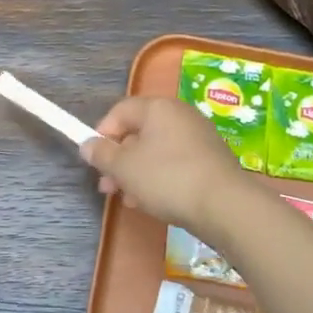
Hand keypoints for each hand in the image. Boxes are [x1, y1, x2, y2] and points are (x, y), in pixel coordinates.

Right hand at [82, 96, 249, 236]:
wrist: (224, 205)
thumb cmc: (167, 178)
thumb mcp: (124, 167)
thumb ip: (101, 154)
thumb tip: (88, 144)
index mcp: (157, 107)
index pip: (120, 111)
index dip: (101, 134)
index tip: (94, 160)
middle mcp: (180, 115)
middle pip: (138, 132)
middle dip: (118, 160)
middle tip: (108, 186)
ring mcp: (198, 136)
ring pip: (156, 150)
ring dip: (137, 173)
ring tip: (128, 199)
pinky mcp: (210, 159)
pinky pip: (175, 163)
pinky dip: (159, 178)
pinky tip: (153, 202)